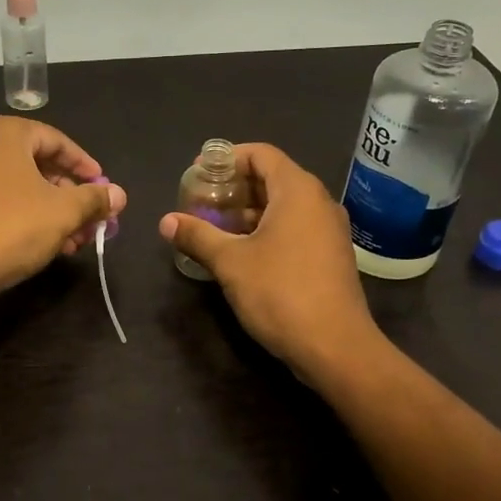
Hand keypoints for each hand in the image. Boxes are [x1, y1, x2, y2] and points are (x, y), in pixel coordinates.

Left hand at [0, 116, 127, 302]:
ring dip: (54, 212)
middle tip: (92, 218)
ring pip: (23, 189)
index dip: (84, 165)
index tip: (103, 186)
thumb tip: (119, 194)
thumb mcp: (65, 211)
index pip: (56, 140)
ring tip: (76, 241)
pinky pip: (4, 204)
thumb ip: (94, 199)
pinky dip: (29, 219)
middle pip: (39, 165)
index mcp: (5, 134)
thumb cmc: (14, 225)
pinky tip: (51, 247)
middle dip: (70, 195)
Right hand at [159, 144, 379, 382]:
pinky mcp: (330, 256)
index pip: (261, 154)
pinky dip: (266, 230)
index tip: (198, 173)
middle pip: (272, 178)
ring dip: (247, 211)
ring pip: (283, 206)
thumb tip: (166, 221)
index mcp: (297, 191)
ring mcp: (328, 231)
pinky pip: (294, 228)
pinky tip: (240, 252)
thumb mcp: (230, 262)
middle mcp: (318, 202)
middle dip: (233, 187)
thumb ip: (197, 236)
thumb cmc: (280, 292)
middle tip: (200, 201)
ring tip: (213, 227)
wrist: (335, 346)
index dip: (227, 158)